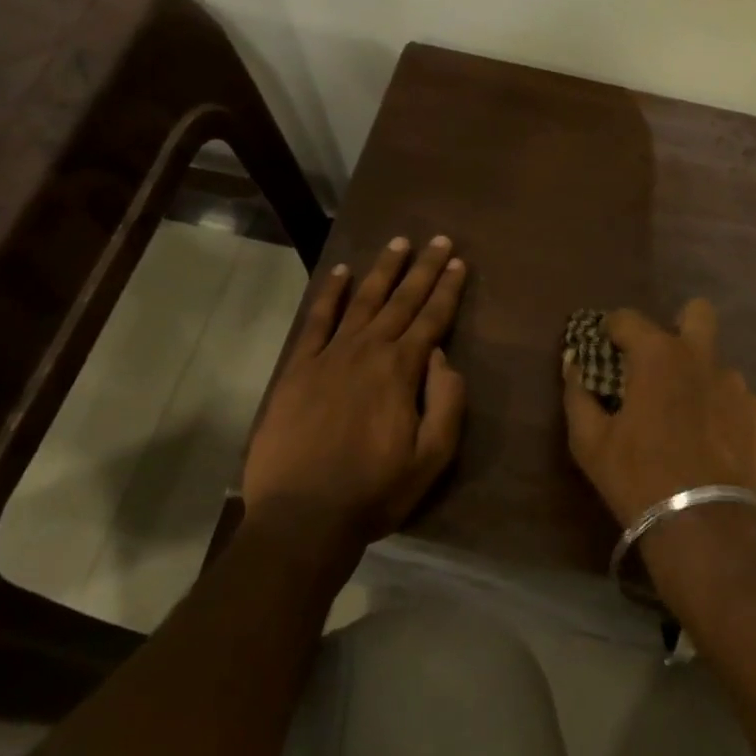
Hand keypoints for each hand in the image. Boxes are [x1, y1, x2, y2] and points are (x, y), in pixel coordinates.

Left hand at [241, 235, 468, 549]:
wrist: (302, 517)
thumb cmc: (374, 490)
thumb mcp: (432, 457)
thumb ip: (446, 401)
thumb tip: (441, 356)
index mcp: (402, 370)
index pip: (432, 318)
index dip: (448, 289)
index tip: (458, 262)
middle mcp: (368, 350)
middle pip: (401, 300)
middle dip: (423, 268)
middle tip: (438, 239)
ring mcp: (329, 356)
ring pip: (362, 301)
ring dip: (382, 270)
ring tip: (398, 243)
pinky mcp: (297, 369)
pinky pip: (316, 321)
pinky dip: (330, 295)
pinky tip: (341, 273)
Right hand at [562, 299, 755, 529]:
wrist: (706, 528)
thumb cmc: (637, 478)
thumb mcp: (590, 442)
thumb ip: (577, 394)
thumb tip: (572, 363)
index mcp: (657, 355)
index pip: (628, 318)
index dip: (612, 328)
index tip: (605, 346)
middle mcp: (702, 357)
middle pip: (698, 313)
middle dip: (679, 325)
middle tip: (661, 361)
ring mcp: (738, 386)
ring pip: (717, 364)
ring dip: (700, 379)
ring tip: (688, 418)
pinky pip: (739, 401)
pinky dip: (724, 414)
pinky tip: (715, 445)